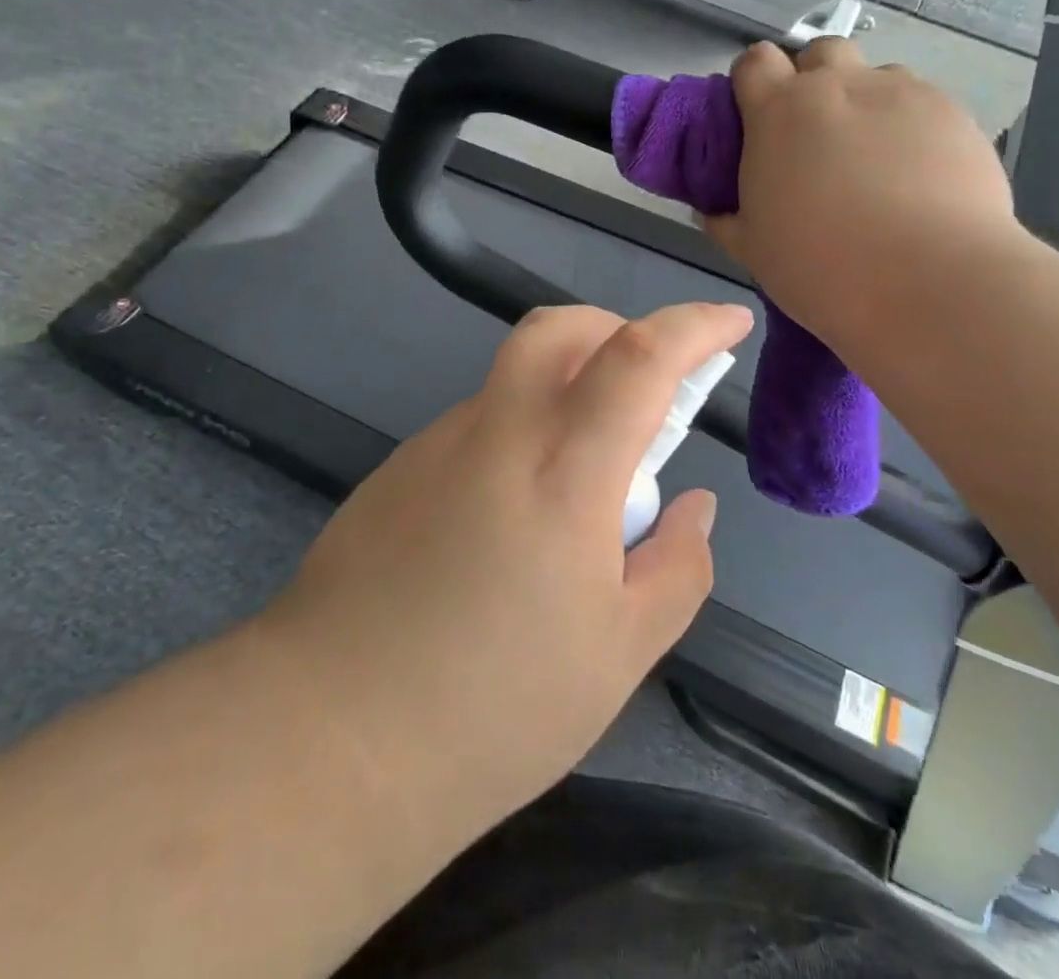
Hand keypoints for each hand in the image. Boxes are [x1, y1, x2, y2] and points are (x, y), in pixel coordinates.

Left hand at [266, 301, 753, 842]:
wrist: (327, 738)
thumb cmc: (493, 706)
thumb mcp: (620, 653)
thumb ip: (677, 566)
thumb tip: (694, 506)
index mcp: (564, 471)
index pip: (640, 357)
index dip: (694, 325)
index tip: (731, 321)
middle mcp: (497, 434)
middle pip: (557, 329)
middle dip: (613, 329)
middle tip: (644, 386)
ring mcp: (436, 446)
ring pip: (514, 383)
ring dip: (562, 399)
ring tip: (576, 495)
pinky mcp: (397, 471)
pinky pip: (476, 430)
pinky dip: (516, 442)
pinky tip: (508, 528)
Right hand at [704, 38, 1020, 342]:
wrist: (929, 282)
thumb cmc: (820, 265)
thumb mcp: (753, 249)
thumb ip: (727, 221)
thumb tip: (714, 213)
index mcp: (779, 111)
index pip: (754, 61)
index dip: (753, 82)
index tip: (757, 117)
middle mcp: (840, 86)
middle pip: (820, 52)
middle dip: (814, 80)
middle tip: (816, 135)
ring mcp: (903, 93)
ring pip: (877, 77)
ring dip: (866, 103)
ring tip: (874, 159)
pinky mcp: (954, 114)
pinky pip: (922, 105)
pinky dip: (911, 128)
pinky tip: (918, 176)